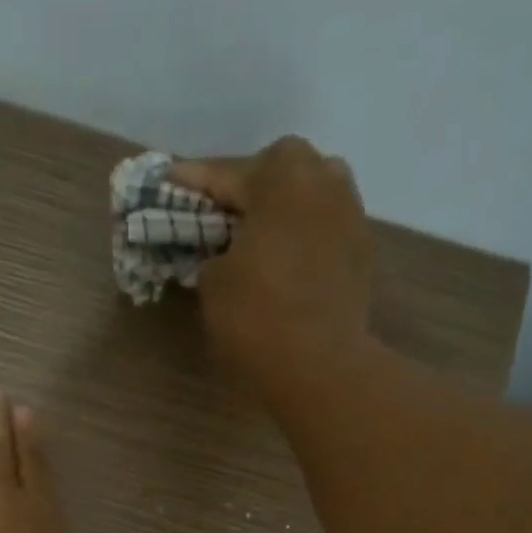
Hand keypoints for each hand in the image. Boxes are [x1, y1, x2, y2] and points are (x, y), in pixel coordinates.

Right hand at [169, 137, 373, 378]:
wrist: (319, 364)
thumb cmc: (256, 315)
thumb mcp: (213, 282)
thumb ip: (215, 253)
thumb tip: (227, 253)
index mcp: (281, 178)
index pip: (226, 172)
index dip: (193, 180)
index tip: (169, 179)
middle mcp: (323, 181)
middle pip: (280, 168)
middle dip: (249, 184)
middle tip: (222, 210)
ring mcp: (350, 214)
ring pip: (310, 192)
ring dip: (283, 205)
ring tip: (258, 231)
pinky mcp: (362, 250)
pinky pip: (324, 227)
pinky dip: (302, 234)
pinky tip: (285, 258)